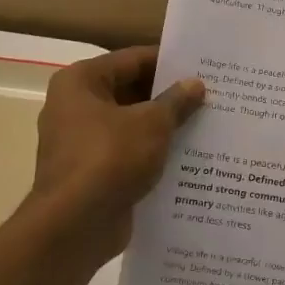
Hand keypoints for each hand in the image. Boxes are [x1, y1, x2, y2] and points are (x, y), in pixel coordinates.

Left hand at [31, 46, 204, 260]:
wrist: (76, 224)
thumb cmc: (110, 158)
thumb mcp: (152, 124)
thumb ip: (175, 101)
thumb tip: (195, 84)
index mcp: (80, 82)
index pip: (132, 60)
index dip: (168, 62)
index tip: (202, 67)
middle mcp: (74, 107)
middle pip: (130, 92)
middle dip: (168, 97)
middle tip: (210, 97)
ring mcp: (81, 143)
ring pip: (131, 126)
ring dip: (163, 128)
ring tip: (206, 125)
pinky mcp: (92, 173)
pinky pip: (128, 154)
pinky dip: (152, 155)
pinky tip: (187, 158)